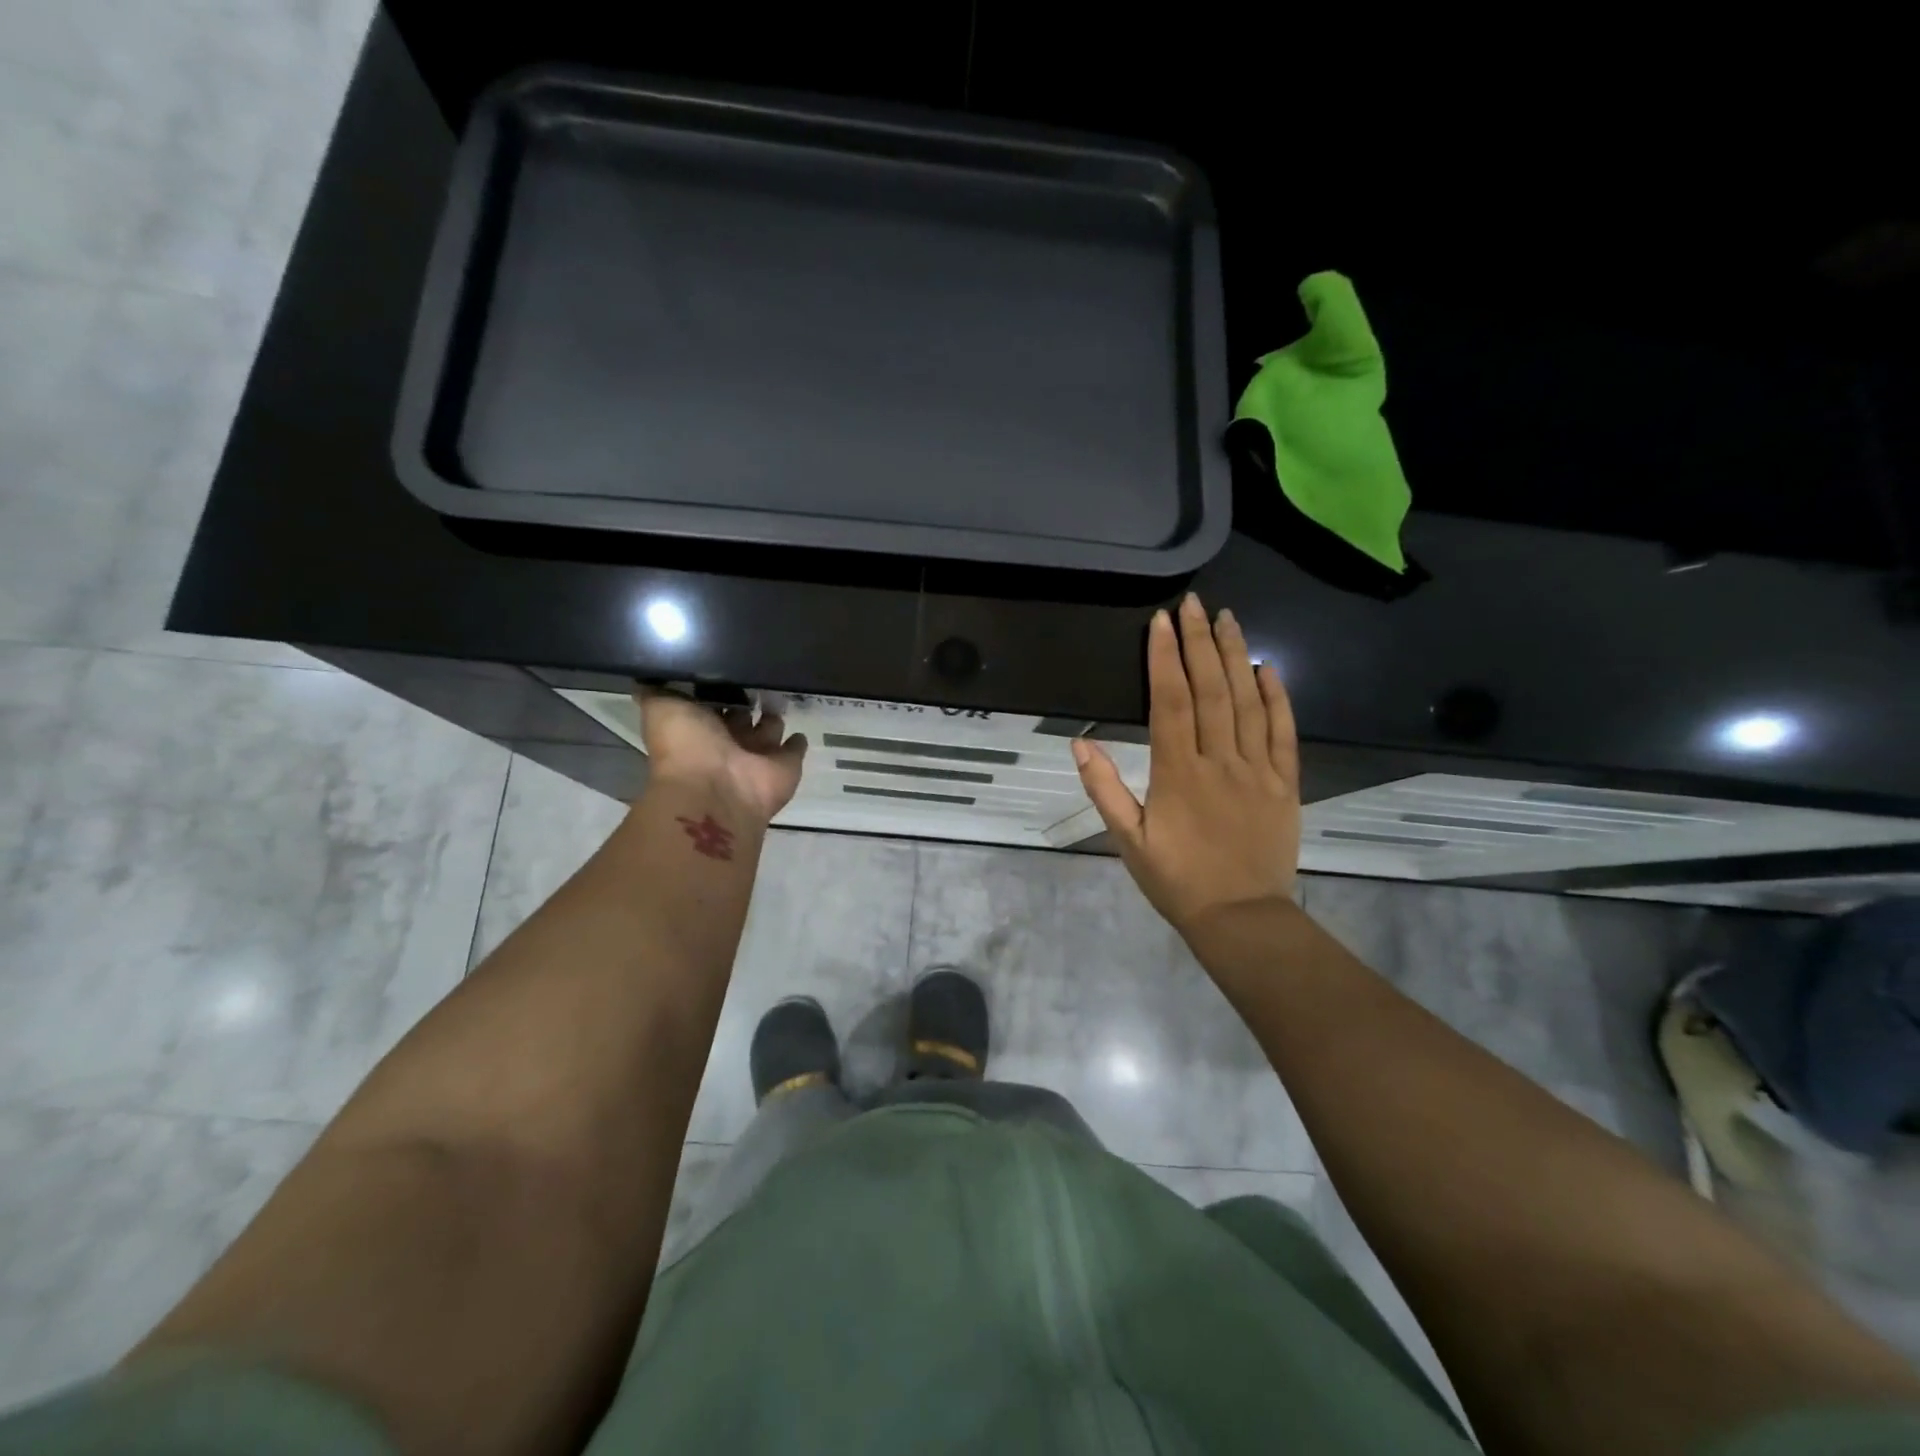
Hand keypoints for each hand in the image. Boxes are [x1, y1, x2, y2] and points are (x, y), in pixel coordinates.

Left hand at [637, 687, 807, 823]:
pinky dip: (797, 742)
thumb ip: (658, 689)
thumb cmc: (687, 746)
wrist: (716, 790)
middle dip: (747, 698)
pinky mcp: (784, 767)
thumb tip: (649, 674)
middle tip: (761, 672)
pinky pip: (793, 750)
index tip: (727, 663)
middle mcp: (727, 742)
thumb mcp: (661, 707)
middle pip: (740, 715)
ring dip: (772, 716)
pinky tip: (799, 727)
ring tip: (780, 692)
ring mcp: (757, 756)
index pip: (710, 701)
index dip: (717, 685)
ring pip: (768, 730)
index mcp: (698, 728)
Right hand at [1071, 593, 1300, 937]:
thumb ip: (1103, 788)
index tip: (1161, 621)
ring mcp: (1257, 770)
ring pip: (1248, 702)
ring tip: (1228, 619)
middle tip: (1194, 603)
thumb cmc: (1176, 880)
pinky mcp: (1285, 783)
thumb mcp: (1127, 840)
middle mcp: (1219, 761)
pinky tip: (1267, 668)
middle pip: (1210, 689)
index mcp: (1177, 772)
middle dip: (1199, 642)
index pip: (1170, 701)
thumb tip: (1080, 742)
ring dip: (1236, 656)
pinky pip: (1284, 732)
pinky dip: (1277, 697)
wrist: (1240, 918)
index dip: (1164, 657)